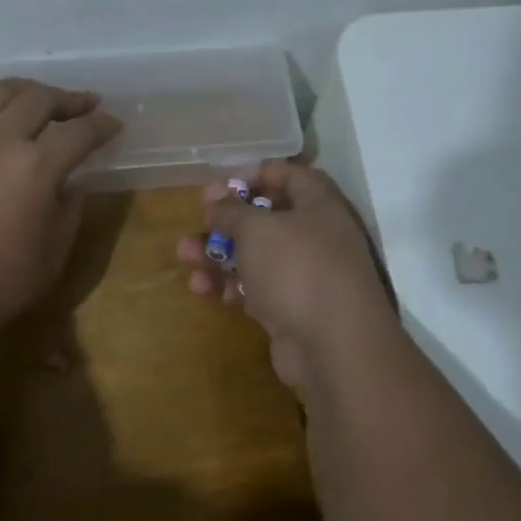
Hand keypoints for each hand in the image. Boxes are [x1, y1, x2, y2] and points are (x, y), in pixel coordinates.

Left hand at [0, 78, 121, 325]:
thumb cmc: (0, 282)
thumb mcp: (55, 252)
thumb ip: (70, 209)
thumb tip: (71, 182)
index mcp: (37, 168)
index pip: (80, 133)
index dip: (102, 125)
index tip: (113, 125)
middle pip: (40, 99)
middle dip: (69, 99)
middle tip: (84, 105)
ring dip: (26, 90)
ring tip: (38, 98)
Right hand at [178, 161, 394, 389]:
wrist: (334, 347)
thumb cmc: (297, 269)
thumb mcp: (257, 229)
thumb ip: (231, 210)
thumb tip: (215, 199)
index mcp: (319, 205)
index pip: (288, 175)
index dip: (254, 173)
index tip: (220, 183)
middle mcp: (316, 236)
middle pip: (266, 218)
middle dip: (226, 220)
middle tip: (198, 222)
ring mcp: (304, 275)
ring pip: (255, 256)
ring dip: (218, 254)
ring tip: (185, 257)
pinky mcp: (291, 309)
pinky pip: (255, 288)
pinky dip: (229, 286)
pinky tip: (202, 289)